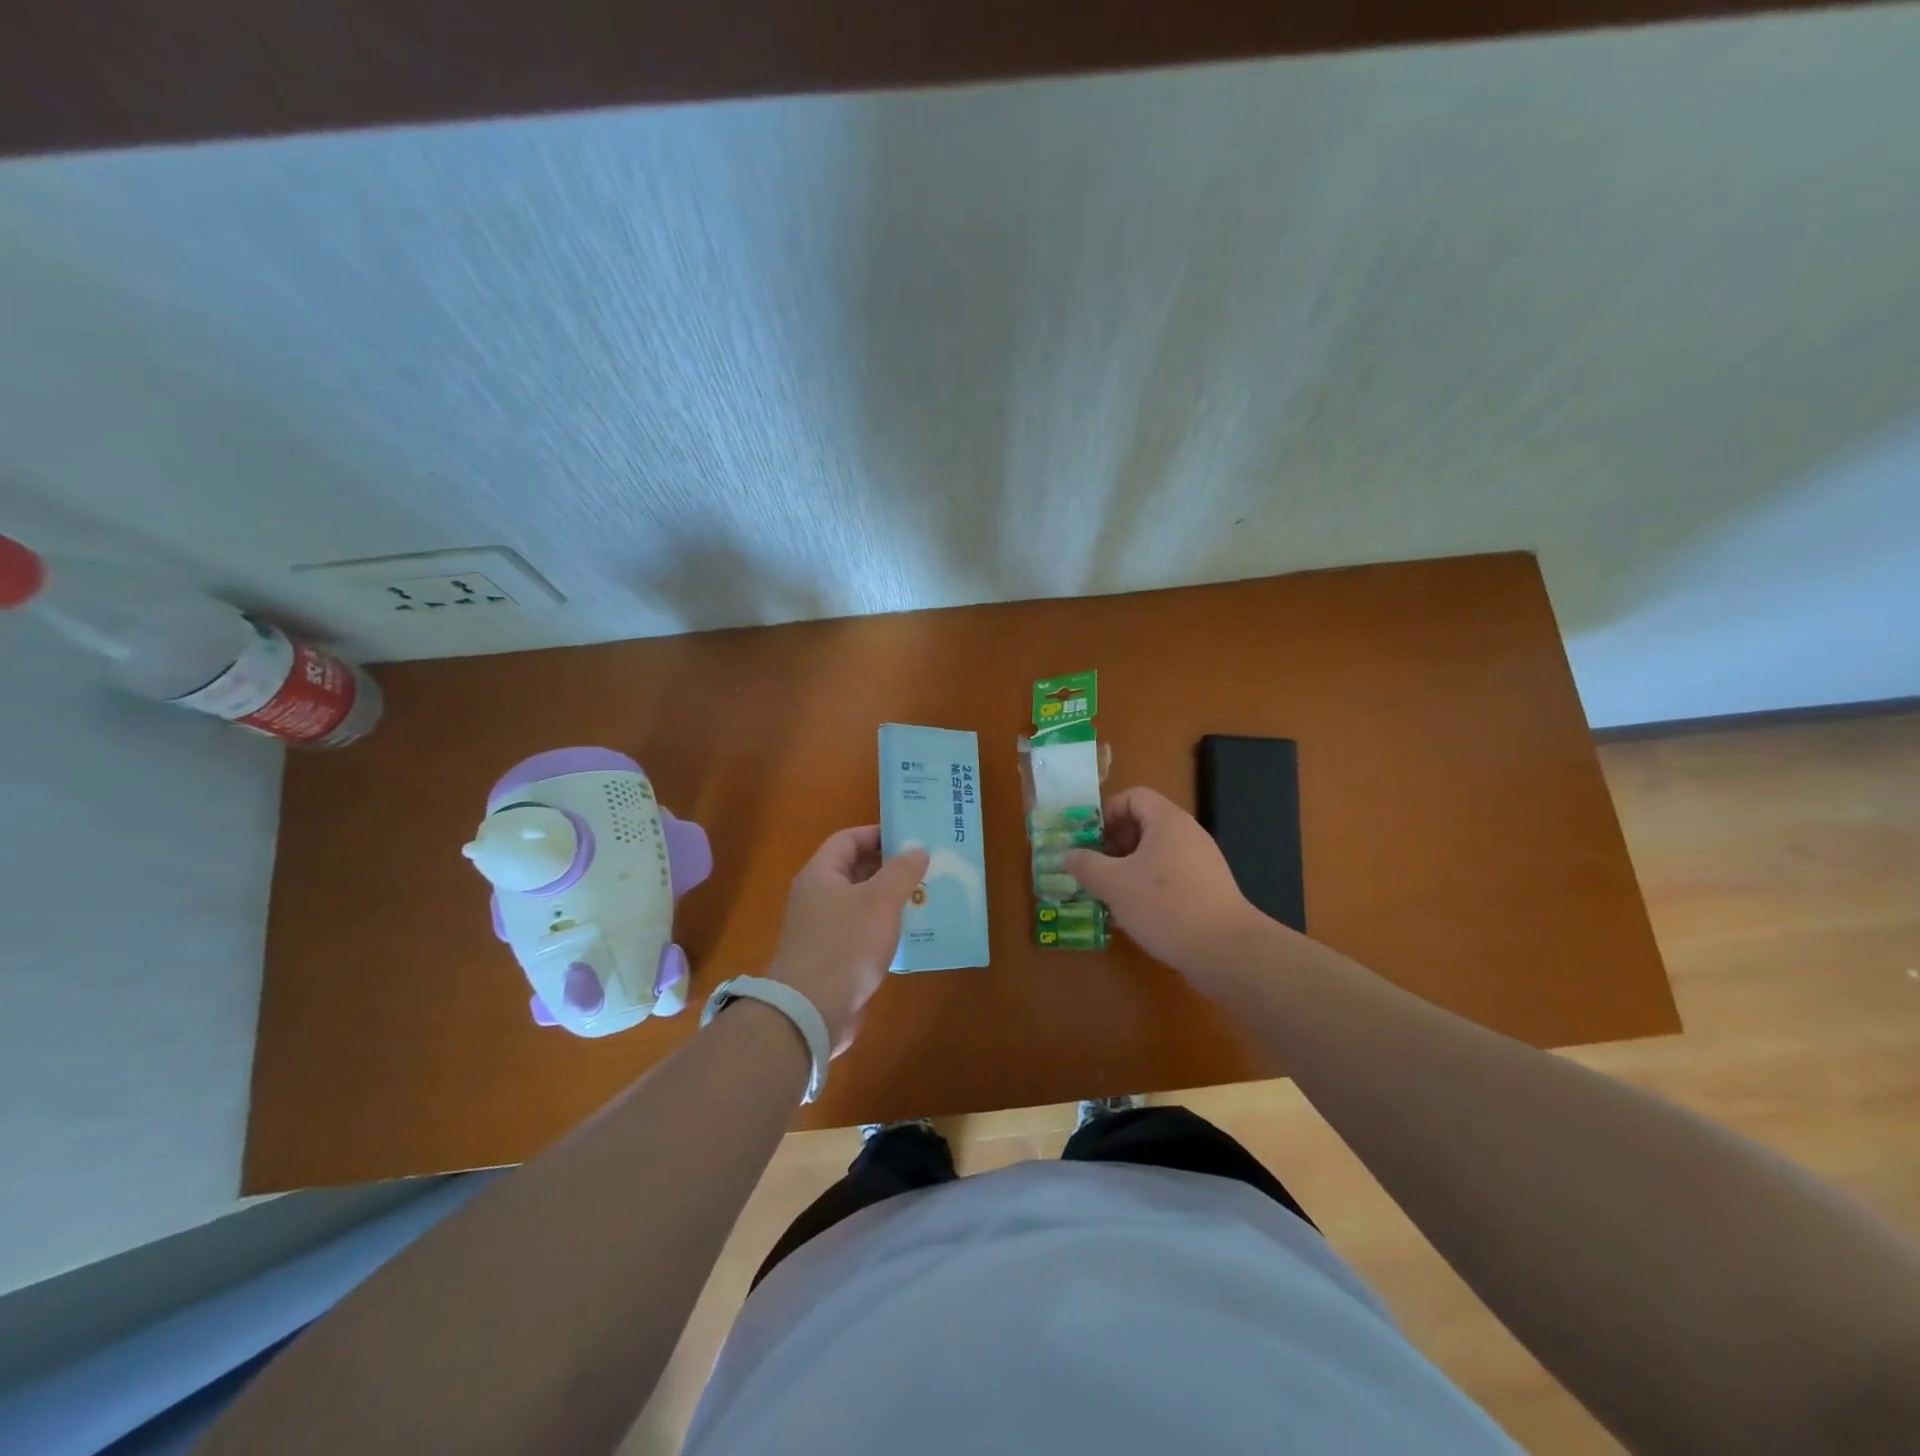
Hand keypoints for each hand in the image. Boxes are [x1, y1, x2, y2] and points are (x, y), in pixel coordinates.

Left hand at [768, 827, 928, 1053]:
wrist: (811, 1012)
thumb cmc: (845, 945)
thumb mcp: (879, 901)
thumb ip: (901, 872)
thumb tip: (918, 850)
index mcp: (820, 875)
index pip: (848, 840)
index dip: (877, 834)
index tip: (910, 838)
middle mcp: (818, 898)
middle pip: (856, 870)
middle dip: (890, 867)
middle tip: (926, 866)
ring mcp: (824, 930)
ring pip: (862, 903)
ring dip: (892, 899)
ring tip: (927, 896)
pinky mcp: (835, 958)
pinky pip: (864, 932)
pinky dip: (886, 928)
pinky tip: (913, 934)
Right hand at [1063, 786, 1265, 974]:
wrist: (1225, 951)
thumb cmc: (1165, 905)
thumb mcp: (1114, 884)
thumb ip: (1086, 865)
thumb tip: (1069, 855)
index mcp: (1167, 821)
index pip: (1133, 797)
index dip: (1106, 813)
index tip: (1088, 841)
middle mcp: (1188, 835)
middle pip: (1143, 825)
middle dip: (1112, 845)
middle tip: (1092, 870)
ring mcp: (1201, 864)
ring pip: (1154, 856)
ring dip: (1126, 870)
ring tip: (1107, 896)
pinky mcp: (1207, 891)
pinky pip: (1169, 878)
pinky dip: (1147, 889)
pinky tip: (1132, 916)